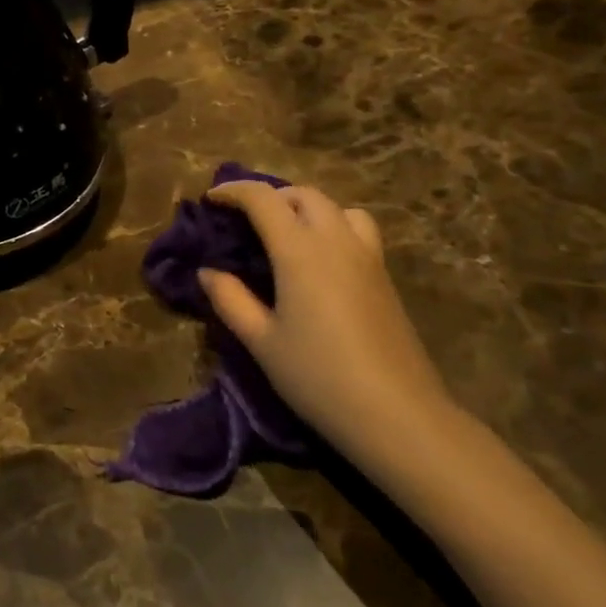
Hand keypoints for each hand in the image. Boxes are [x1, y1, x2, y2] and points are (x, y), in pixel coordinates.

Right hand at [200, 182, 456, 461]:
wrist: (398, 415)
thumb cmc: (318, 376)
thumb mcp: (261, 341)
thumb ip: (230, 300)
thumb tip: (208, 272)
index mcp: (300, 251)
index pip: (263, 199)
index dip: (233, 192)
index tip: (210, 200)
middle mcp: (336, 241)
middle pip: (303, 195)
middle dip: (270, 196)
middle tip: (245, 219)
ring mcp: (367, 257)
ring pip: (337, 207)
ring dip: (307, 207)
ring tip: (288, 233)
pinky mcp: (385, 277)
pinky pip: (358, 229)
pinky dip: (333, 226)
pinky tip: (321, 261)